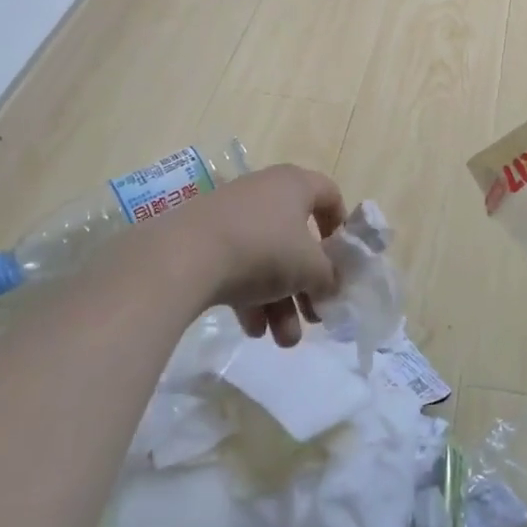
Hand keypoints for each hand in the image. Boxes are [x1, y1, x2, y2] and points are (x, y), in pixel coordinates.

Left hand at [151, 164, 346, 345]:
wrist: (184, 256)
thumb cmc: (264, 249)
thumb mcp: (310, 268)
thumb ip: (329, 277)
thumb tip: (330, 286)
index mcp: (295, 185)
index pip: (329, 195)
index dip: (340, 227)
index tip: (342, 260)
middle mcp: (264, 193)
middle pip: (297, 240)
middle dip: (307, 286)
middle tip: (314, 317)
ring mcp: (231, 217)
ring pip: (267, 259)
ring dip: (280, 302)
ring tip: (283, 341)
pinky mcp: (204, 240)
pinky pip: (237, 267)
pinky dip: (249, 297)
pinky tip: (252, 330)